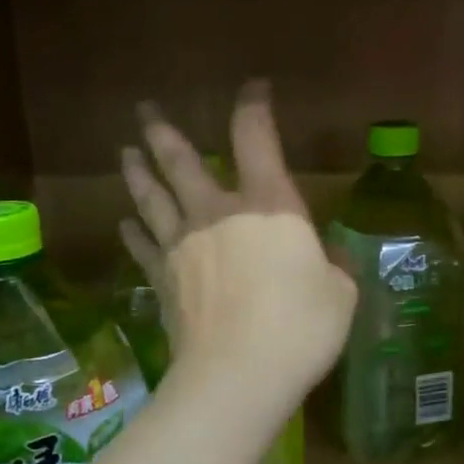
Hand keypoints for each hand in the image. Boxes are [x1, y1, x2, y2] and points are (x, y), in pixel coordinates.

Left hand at [121, 82, 355, 411]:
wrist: (237, 375)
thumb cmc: (300, 328)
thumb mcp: (339, 295)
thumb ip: (333, 269)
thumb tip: (328, 259)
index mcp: (268, 205)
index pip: (255, 138)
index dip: (253, 106)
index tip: (254, 88)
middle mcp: (217, 213)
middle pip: (181, 161)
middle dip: (162, 132)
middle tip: (144, 110)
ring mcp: (183, 246)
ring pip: (152, 197)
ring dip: (137, 172)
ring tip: (126, 152)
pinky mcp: (162, 280)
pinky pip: (142, 247)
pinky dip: (132, 233)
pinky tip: (124, 223)